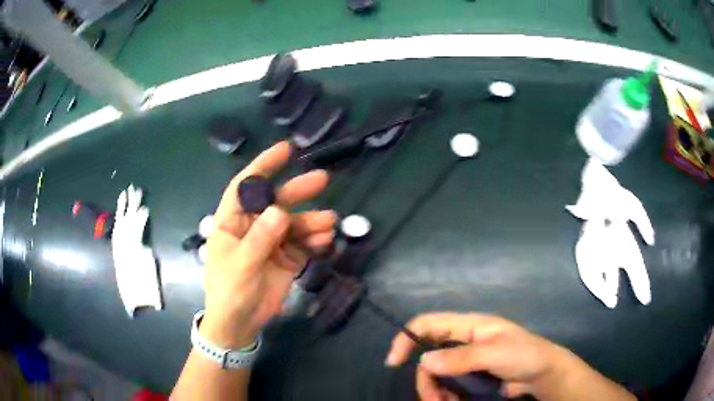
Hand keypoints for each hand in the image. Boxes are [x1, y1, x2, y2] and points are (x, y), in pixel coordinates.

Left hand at [200, 142, 336, 347]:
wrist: (241, 323)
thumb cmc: (229, 291)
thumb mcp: (240, 265)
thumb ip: (259, 238)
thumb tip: (280, 211)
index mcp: (232, 221)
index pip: (246, 186)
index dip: (264, 165)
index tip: (286, 149)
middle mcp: (253, 225)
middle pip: (277, 201)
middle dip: (298, 190)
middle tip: (322, 179)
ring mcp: (272, 241)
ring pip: (295, 223)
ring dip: (312, 220)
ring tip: (329, 221)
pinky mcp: (287, 258)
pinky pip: (303, 243)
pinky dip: (315, 240)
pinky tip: (325, 240)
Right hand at [385, 313, 565, 400]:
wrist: (542, 373)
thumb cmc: (523, 355)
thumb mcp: (495, 353)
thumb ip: (461, 357)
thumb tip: (424, 360)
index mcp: (468, 326)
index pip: (428, 323)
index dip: (407, 337)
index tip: (394, 362)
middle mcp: (462, 341)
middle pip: (429, 357)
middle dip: (426, 380)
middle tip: (433, 400)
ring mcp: (465, 360)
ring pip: (436, 374)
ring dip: (435, 391)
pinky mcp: (469, 375)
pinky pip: (447, 385)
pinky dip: (445, 396)